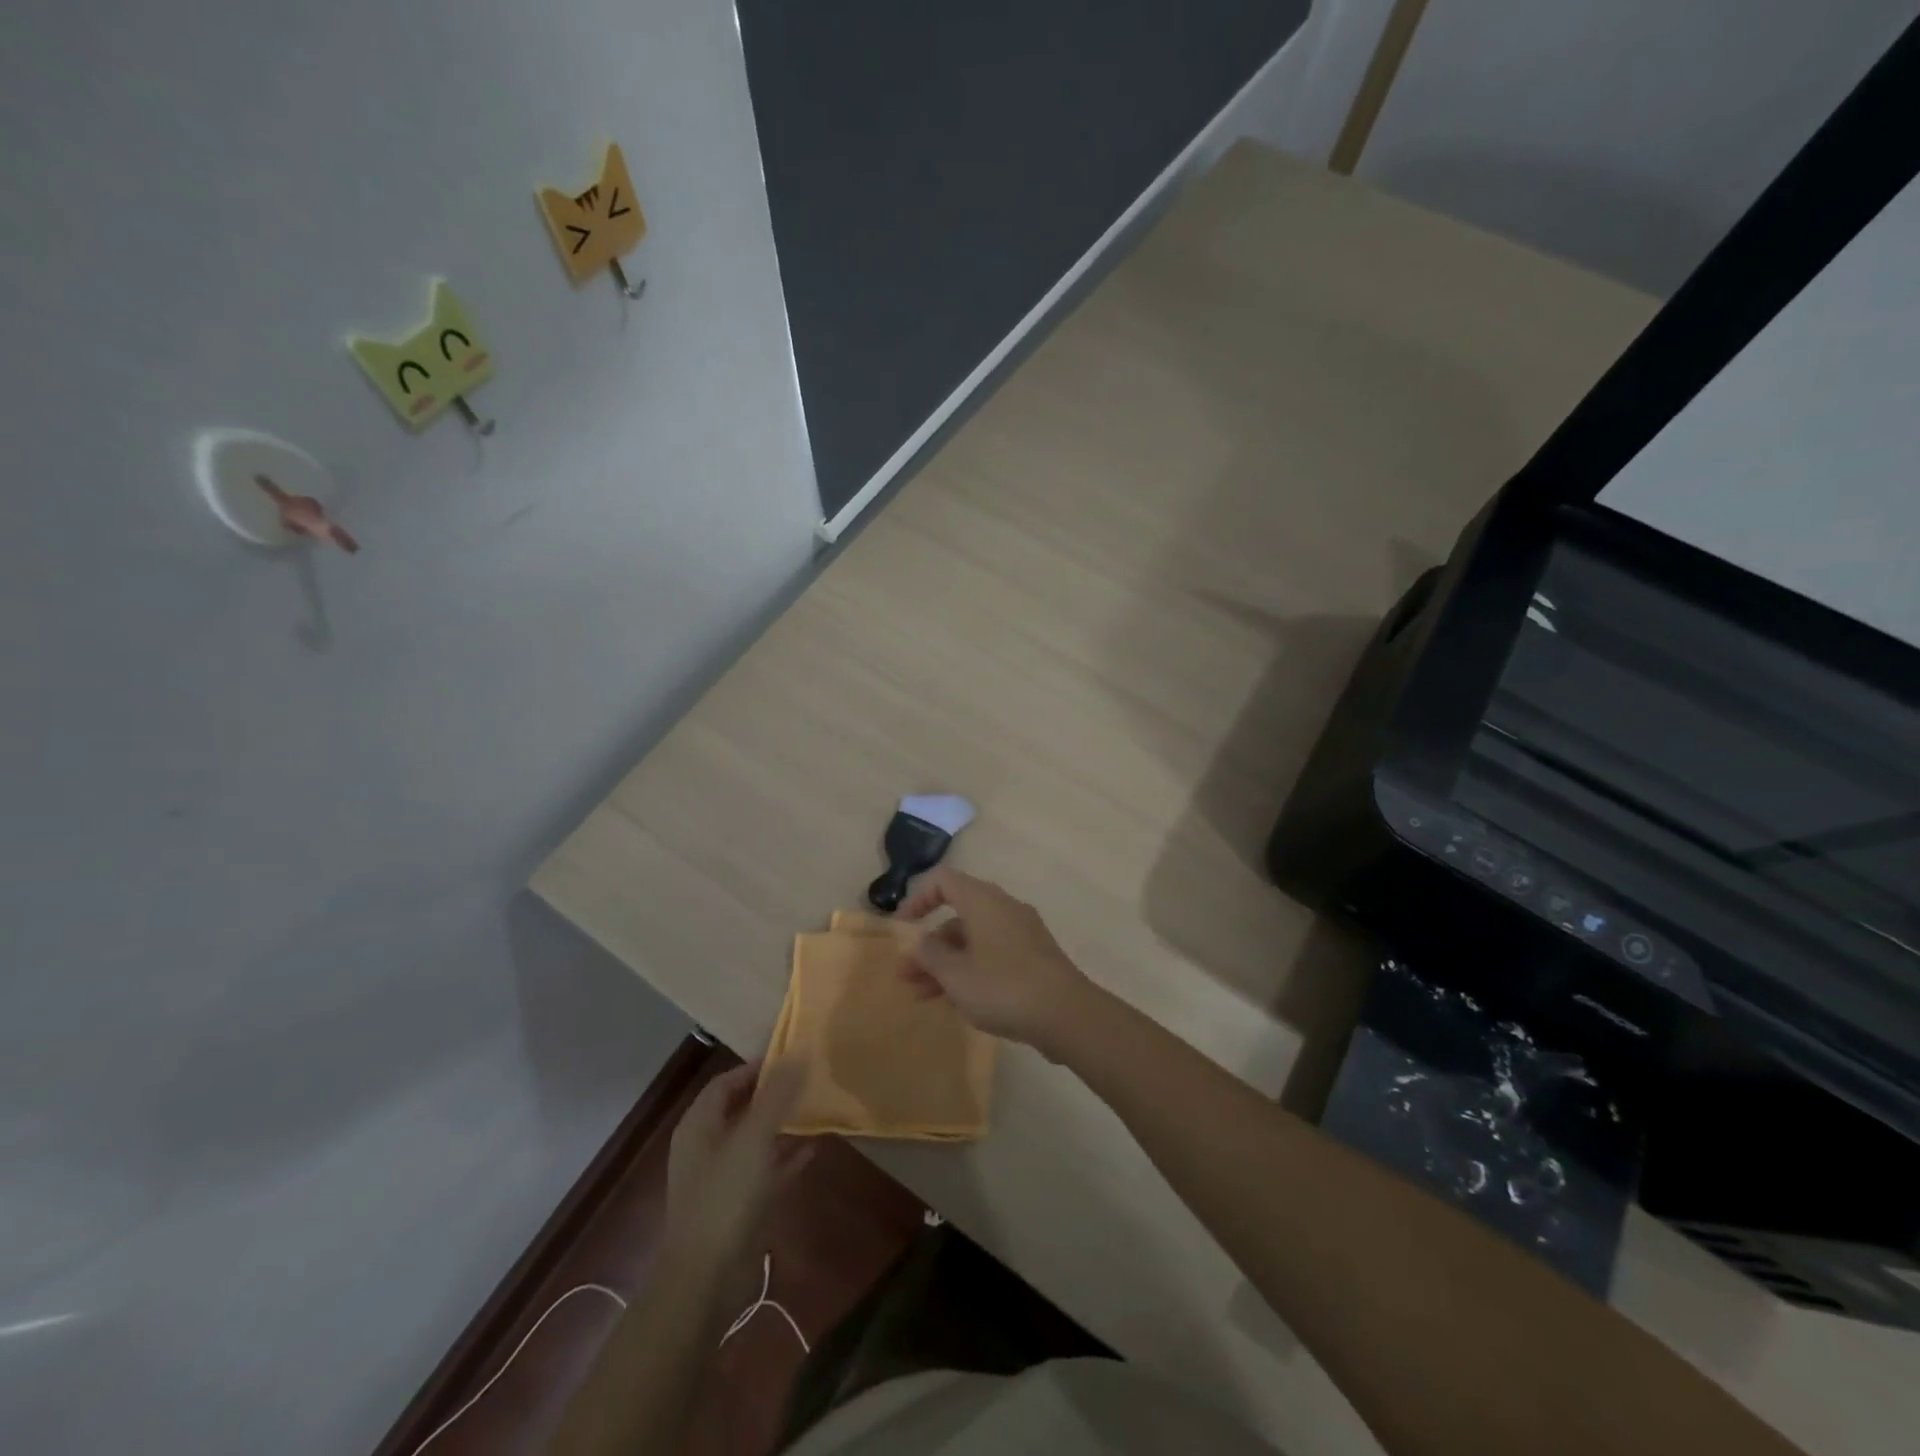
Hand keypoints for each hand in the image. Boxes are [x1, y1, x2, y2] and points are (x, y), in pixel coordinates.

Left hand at [662, 1060, 807, 1283]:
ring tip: (815, 1109)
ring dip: (782, 1125)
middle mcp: (707, 1147)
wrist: (706, 1281)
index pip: (726, 1082)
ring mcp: (721, 1178)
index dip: (756, 1067)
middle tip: (808, 1080)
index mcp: (699, 1126)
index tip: (791, 1057)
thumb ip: (776, 1096)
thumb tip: (797, 1053)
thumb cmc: (725, 1198)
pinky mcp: (738, 1206)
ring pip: (755, 1139)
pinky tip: (813, 1149)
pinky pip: (765, 1170)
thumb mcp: (753, 1139)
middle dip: (773, 1094)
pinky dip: (785, 1158)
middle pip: (741, 1108)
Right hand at [896, 869, 1093, 1052]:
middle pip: (957, 915)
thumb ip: (929, 954)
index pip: (942, 881)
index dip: (917, 899)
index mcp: (983, 901)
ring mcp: (1022, 932)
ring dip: (946, 963)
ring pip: (974, 939)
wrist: (1067, 1014)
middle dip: (929, 945)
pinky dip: (971, 969)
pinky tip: (958, 1000)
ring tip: (923, 997)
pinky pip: (993, 953)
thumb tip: (916, 940)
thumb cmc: (1003, 987)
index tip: (902, 928)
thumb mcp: (955, 974)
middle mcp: (1003, 907)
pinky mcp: (1034, 956)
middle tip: (906, 976)